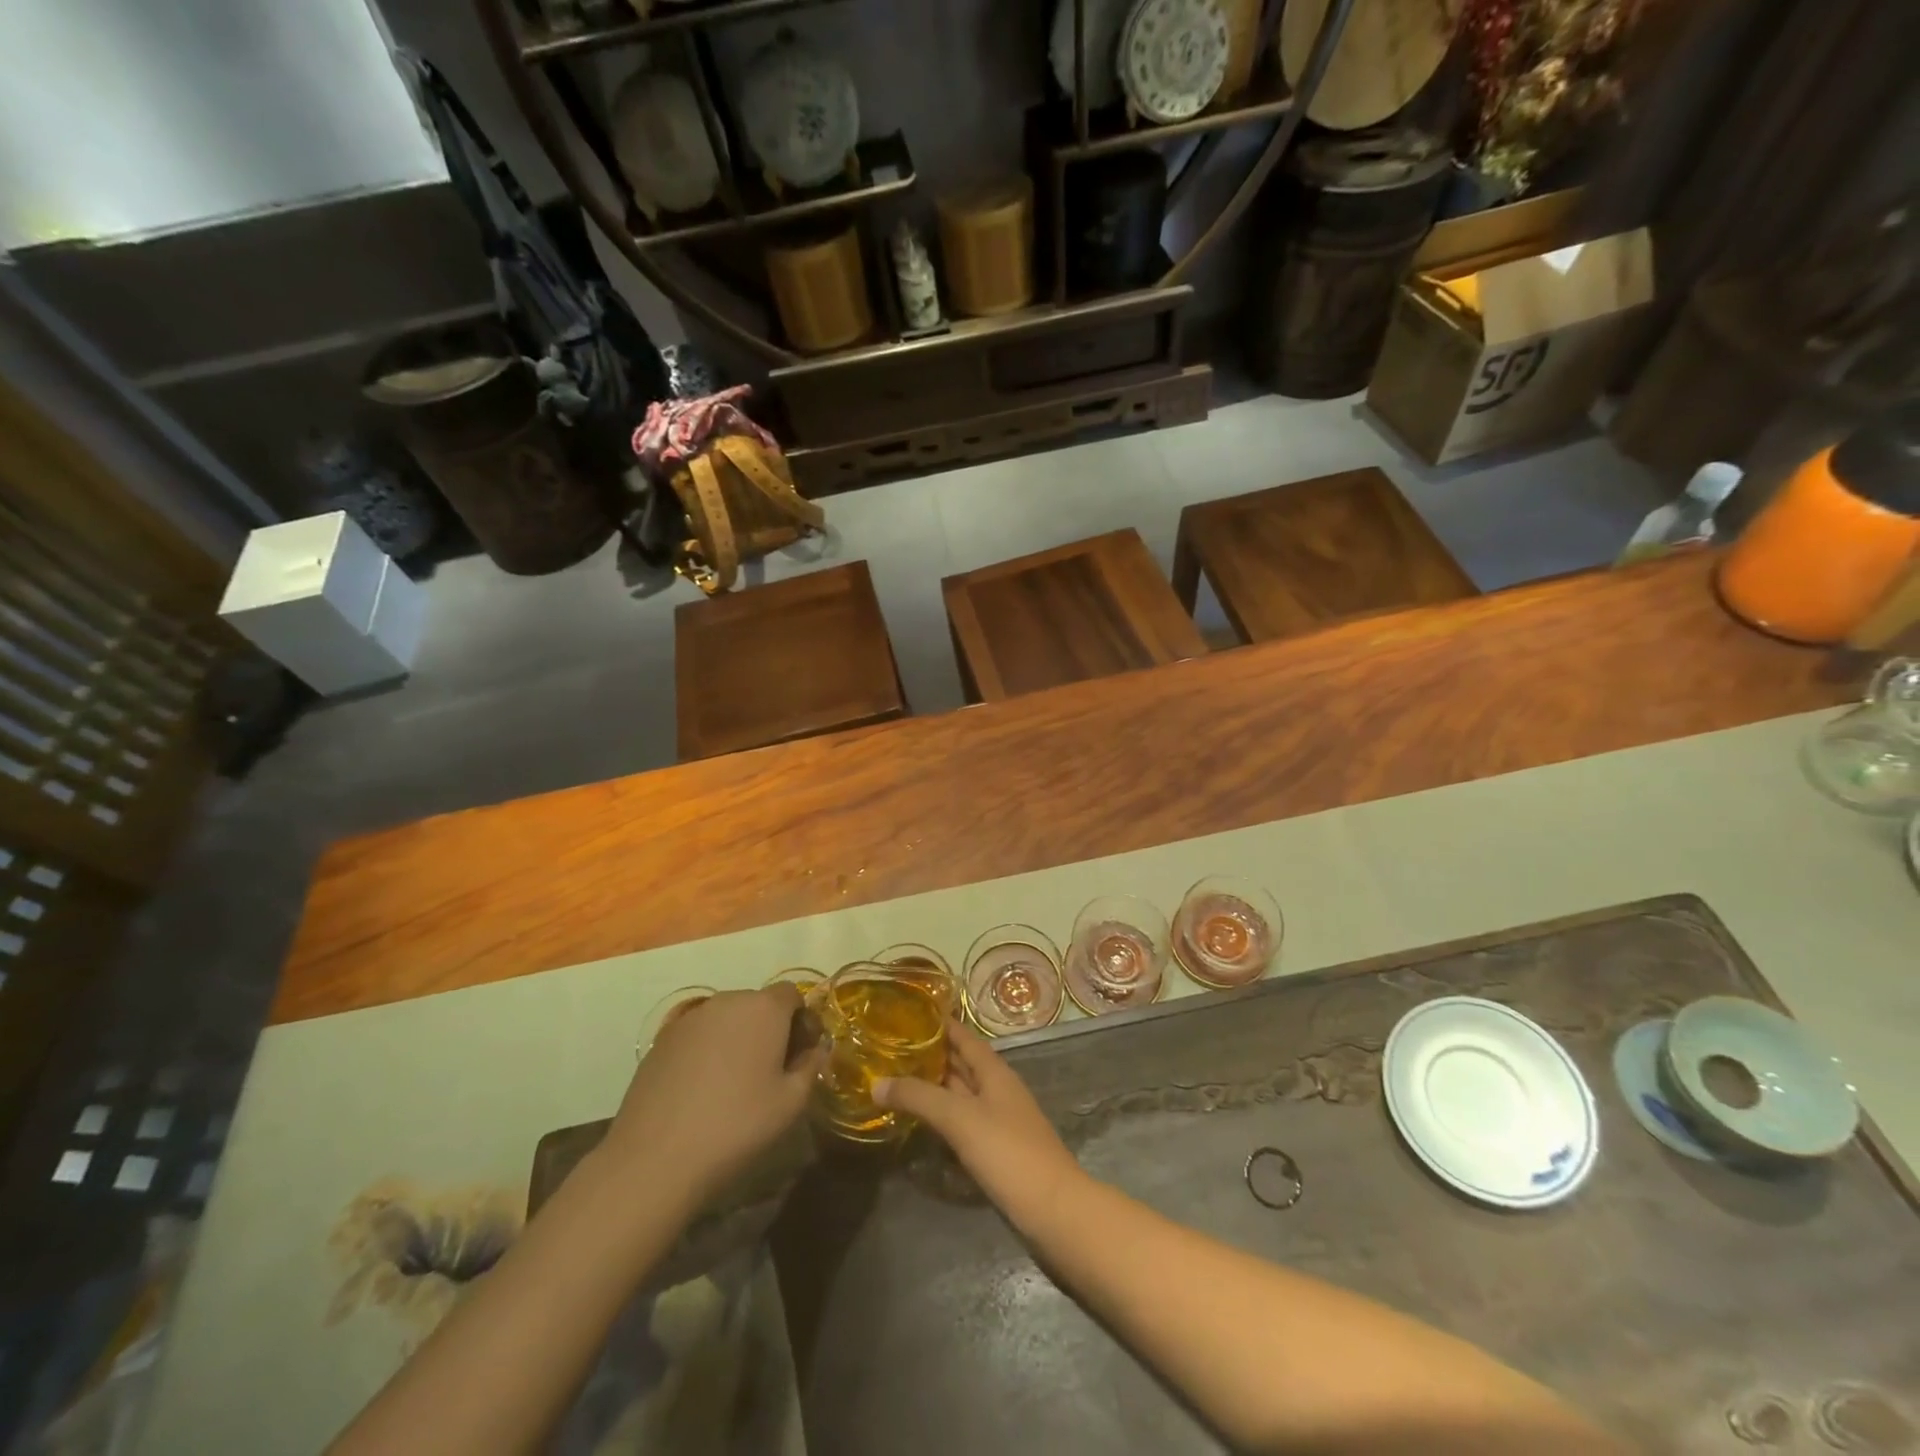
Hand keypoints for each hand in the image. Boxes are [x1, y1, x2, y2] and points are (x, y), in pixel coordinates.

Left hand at [602, 985, 825, 1206]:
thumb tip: (814, 1050)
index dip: (801, 1020)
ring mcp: (689, 1018)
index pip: (792, 994)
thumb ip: (811, 1066)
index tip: (800, 1054)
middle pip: (758, 1004)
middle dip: (769, 1028)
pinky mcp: (661, 1040)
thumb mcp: (791, 1103)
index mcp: (764, 1008)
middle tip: (770, 1071)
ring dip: (736, 1038)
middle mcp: (727, 1001)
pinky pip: (697, 1035)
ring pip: (726, 1019)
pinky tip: (700, 1090)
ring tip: (732, 1082)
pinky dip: (706, 1051)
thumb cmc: (736, 1126)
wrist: (655, 1158)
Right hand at [873, 1018, 1082, 1224]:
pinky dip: (942, 1116)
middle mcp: (997, 1089)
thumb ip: (918, 1097)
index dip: (941, 1023)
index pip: (964, 1037)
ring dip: (934, 1086)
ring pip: (961, 1093)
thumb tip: (877, 1082)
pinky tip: (921, 1123)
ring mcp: (998, 1120)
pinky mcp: (995, 1149)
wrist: (1053, 1209)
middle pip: (962, 1064)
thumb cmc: (1008, 1152)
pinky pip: (963, 1122)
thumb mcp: (959, 1119)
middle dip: (931, 1054)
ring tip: (896, 1080)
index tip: (909, 1012)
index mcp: (994, 1071)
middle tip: (891, 1047)